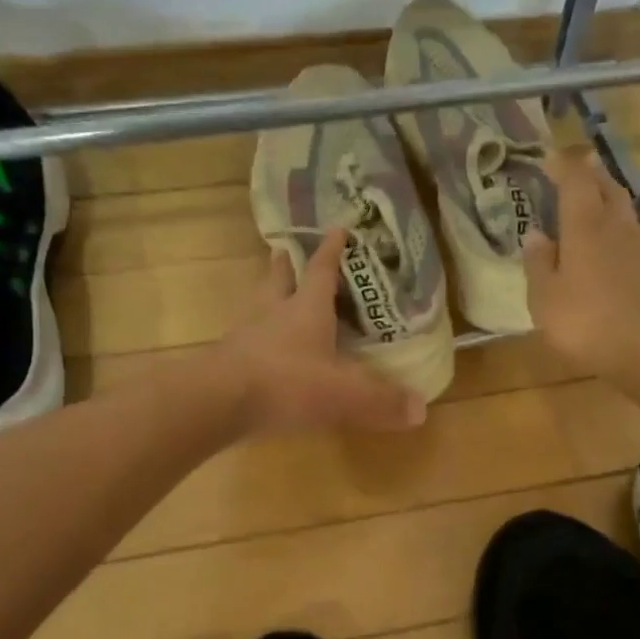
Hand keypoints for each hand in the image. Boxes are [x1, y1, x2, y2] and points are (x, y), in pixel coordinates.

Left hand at [212, 228, 426, 436]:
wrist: (218, 401)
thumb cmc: (287, 384)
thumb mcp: (343, 394)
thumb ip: (381, 401)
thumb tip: (421, 409)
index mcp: (306, 309)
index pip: (322, 270)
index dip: (332, 250)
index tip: (338, 228)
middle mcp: (273, 312)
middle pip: (279, 278)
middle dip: (287, 265)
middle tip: (288, 251)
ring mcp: (246, 334)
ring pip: (257, 304)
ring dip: (267, 295)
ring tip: (273, 295)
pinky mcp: (228, 359)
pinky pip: (246, 338)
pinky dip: (255, 335)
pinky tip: (261, 348)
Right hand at [524, 151, 639, 378]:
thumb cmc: (588, 323)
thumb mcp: (545, 299)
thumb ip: (539, 264)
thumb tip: (535, 235)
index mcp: (584, 226)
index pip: (575, 180)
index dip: (563, 166)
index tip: (551, 160)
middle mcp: (619, 225)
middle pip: (608, 188)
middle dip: (593, 176)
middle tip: (580, 173)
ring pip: (631, 211)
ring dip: (616, 204)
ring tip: (604, 208)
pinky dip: (633, 236)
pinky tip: (629, 249)